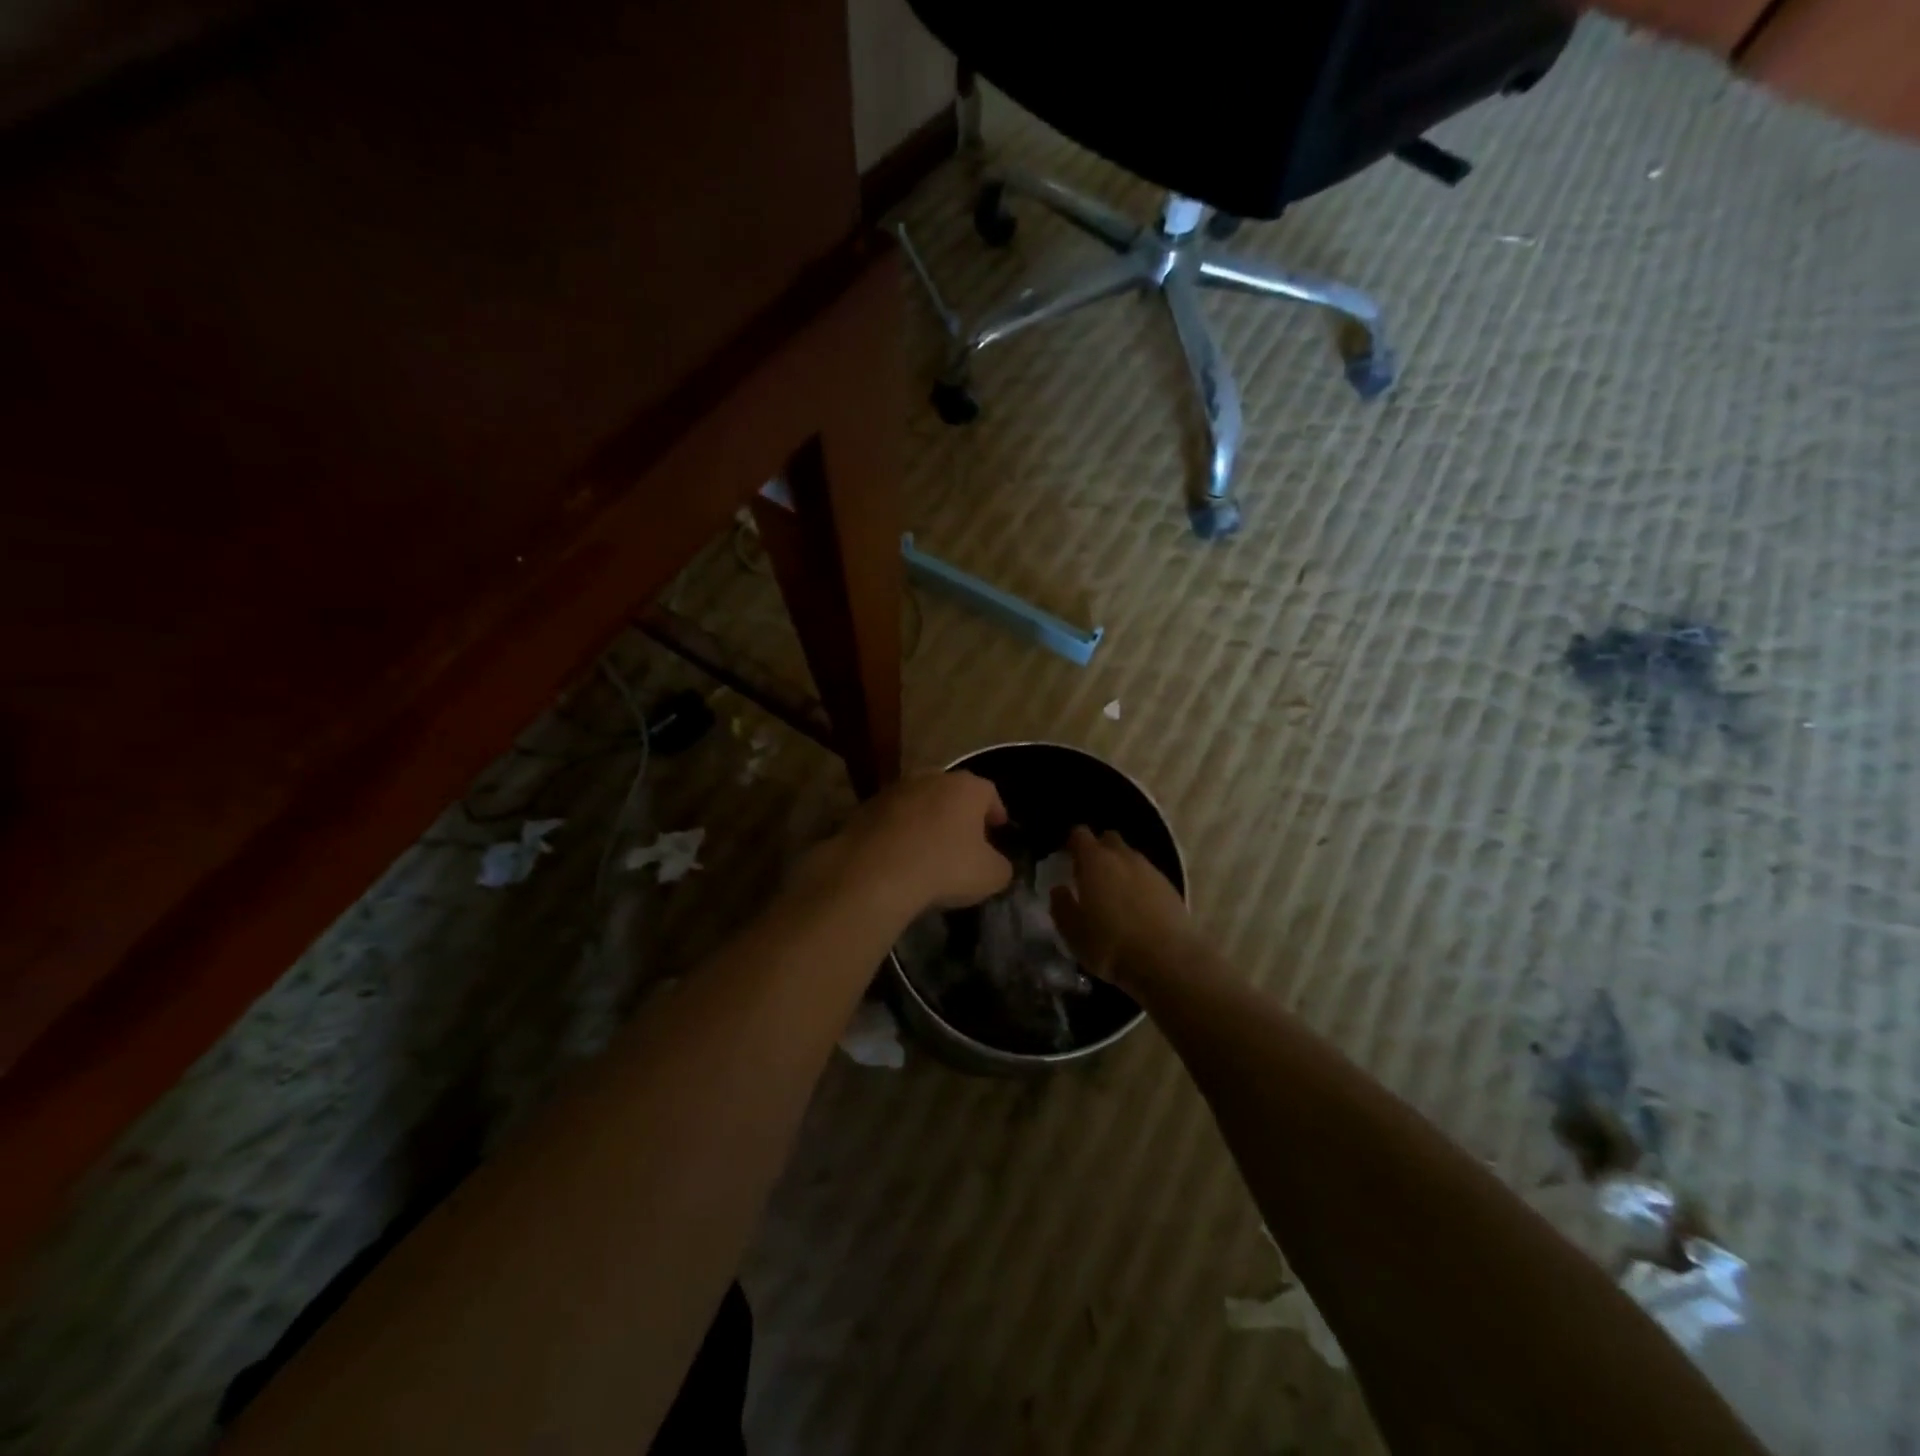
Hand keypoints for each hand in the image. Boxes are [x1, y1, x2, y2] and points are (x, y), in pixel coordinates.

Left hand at [806, 771, 1011, 915]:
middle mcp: (930, 778)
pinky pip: (891, 818)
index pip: (989, 792)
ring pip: (919, 801)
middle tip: (963, 838)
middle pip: (952, 792)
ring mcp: (894, 789)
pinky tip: (898, 856)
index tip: (997, 829)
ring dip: (926, 819)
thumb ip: (1001, 866)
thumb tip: (997, 864)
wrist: (875, 872)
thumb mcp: (990, 876)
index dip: (995, 811)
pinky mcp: (865, 807)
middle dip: (959, 812)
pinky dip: (898, 831)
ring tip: (928, 848)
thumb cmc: (944, 867)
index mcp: (966, 787)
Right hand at [1049, 826, 1197, 991]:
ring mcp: (1150, 870)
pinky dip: (1139, 885)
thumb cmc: (1110, 945)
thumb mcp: (1073, 933)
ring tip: (1114, 895)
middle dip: (1099, 850)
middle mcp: (1123, 857)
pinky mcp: (1170, 888)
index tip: (1066, 858)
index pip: (1080, 834)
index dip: (1072, 843)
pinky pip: (1148, 876)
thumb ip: (1061, 906)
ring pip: (1131, 858)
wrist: (1168, 961)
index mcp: (1095, 861)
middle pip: (1109, 839)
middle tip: (1090, 875)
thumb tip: (1059, 890)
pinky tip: (1137, 909)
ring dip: (1120, 869)